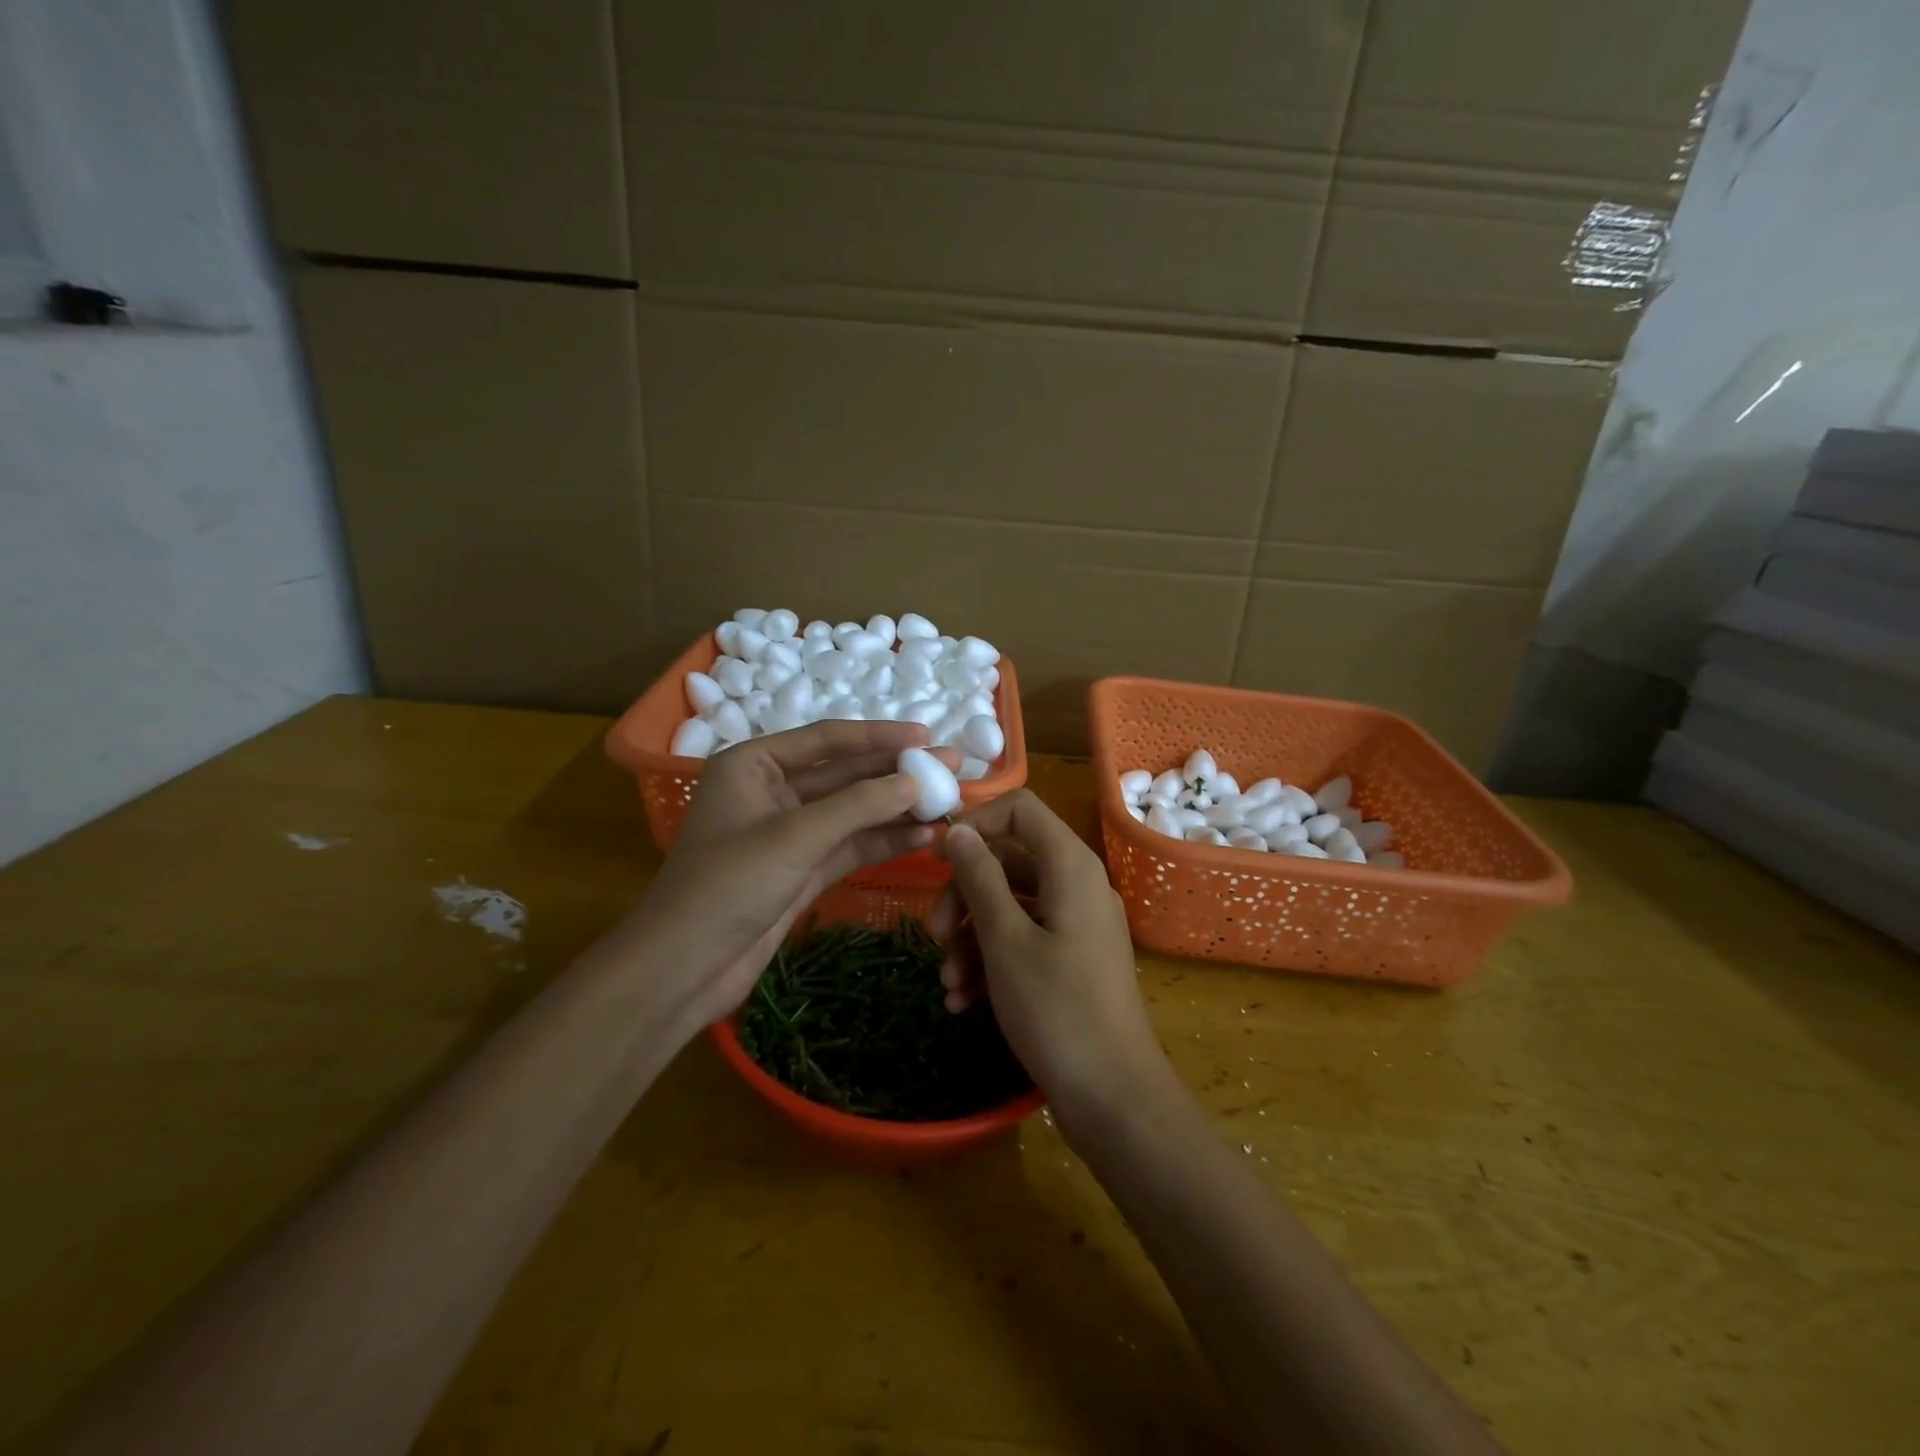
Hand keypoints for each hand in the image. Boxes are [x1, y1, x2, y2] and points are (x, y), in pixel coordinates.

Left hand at [625, 722, 957, 1030]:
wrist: (684, 969)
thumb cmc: (727, 885)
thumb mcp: (794, 836)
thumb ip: (858, 806)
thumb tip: (916, 779)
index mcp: (754, 764)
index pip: (827, 738)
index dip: (880, 737)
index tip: (927, 735)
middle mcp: (772, 791)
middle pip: (845, 774)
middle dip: (896, 772)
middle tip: (952, 767)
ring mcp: (790, 833)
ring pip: (853, 812)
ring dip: (897, 809)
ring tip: (950, 803)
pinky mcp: (803, 869)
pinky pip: (851, 845)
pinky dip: (885, 841)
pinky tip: (924, 836)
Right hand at [931, 790, 1166, 1128]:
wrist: (1113, 1097)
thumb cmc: (1056, 1009)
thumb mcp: (1005, 940)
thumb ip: (979, 877)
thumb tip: (958, 831)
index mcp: (1070, 866)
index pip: (1020, 810)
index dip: (976, 824)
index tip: (937, 858)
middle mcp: (1077, 885)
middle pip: (1009, 861)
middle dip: (963, 895)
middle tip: (932, 934)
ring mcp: (1076, 924)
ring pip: (1011, 905)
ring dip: (971, 937)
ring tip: (946, 984)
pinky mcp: (1072, 959)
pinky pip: (1024, 939)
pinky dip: (991, 961)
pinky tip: (963, 1001)